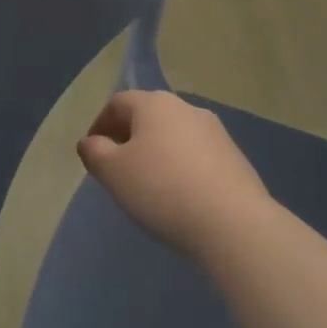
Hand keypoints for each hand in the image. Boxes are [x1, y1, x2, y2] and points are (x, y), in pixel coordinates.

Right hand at [77, 90, 270, 258]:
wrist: (234, 224)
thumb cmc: (162, 189)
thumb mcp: (114, 173)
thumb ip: (95, 153)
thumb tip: (91, 142)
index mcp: (153, 103)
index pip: (118, 103)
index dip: (100, 124)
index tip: (93, 153)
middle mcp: (185, 107)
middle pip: (148, 116)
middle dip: (130, 137)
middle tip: (119, 168)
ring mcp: (215, 132)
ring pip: (175, 136)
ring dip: (158, 153)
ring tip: (150, 185)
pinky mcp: (235, 158)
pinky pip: (198, 156)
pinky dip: (182, 168)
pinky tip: (181, 196)